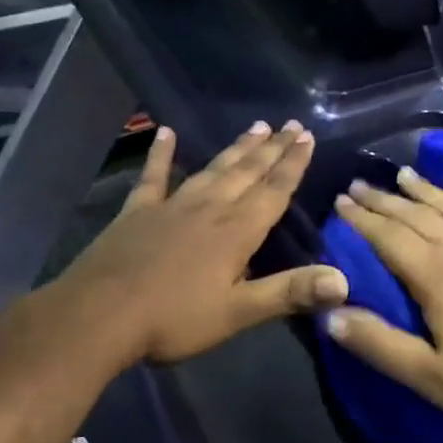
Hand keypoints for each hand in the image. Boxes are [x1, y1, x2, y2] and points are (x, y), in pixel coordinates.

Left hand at [57, 120, 348, 365]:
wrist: (99, 315)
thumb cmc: (174, 318)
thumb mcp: (238, 312)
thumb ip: (290, 292)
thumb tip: (343, 281)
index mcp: (236, 231)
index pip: (273, 191)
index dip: (293, 164)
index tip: (307, 137)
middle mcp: (209, 208)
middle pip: (247, 172)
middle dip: (272, 149)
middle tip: (290, 124)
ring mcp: (171, 206)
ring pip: (212, 169)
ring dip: (236, 149)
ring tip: (256, 126)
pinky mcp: (137, 212)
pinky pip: (154, 176)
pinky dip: (161, 154)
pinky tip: (165, 132)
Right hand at [325, 163, 442, 442]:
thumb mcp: (429, 377)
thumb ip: (378, 343)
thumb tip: (329, 313)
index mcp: (438, 277)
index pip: (389, 238)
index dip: (362, 219)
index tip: (340, 201)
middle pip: (419, 216)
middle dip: (386, 199)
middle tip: (360, 184)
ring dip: (429, 189)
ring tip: (405, 174)